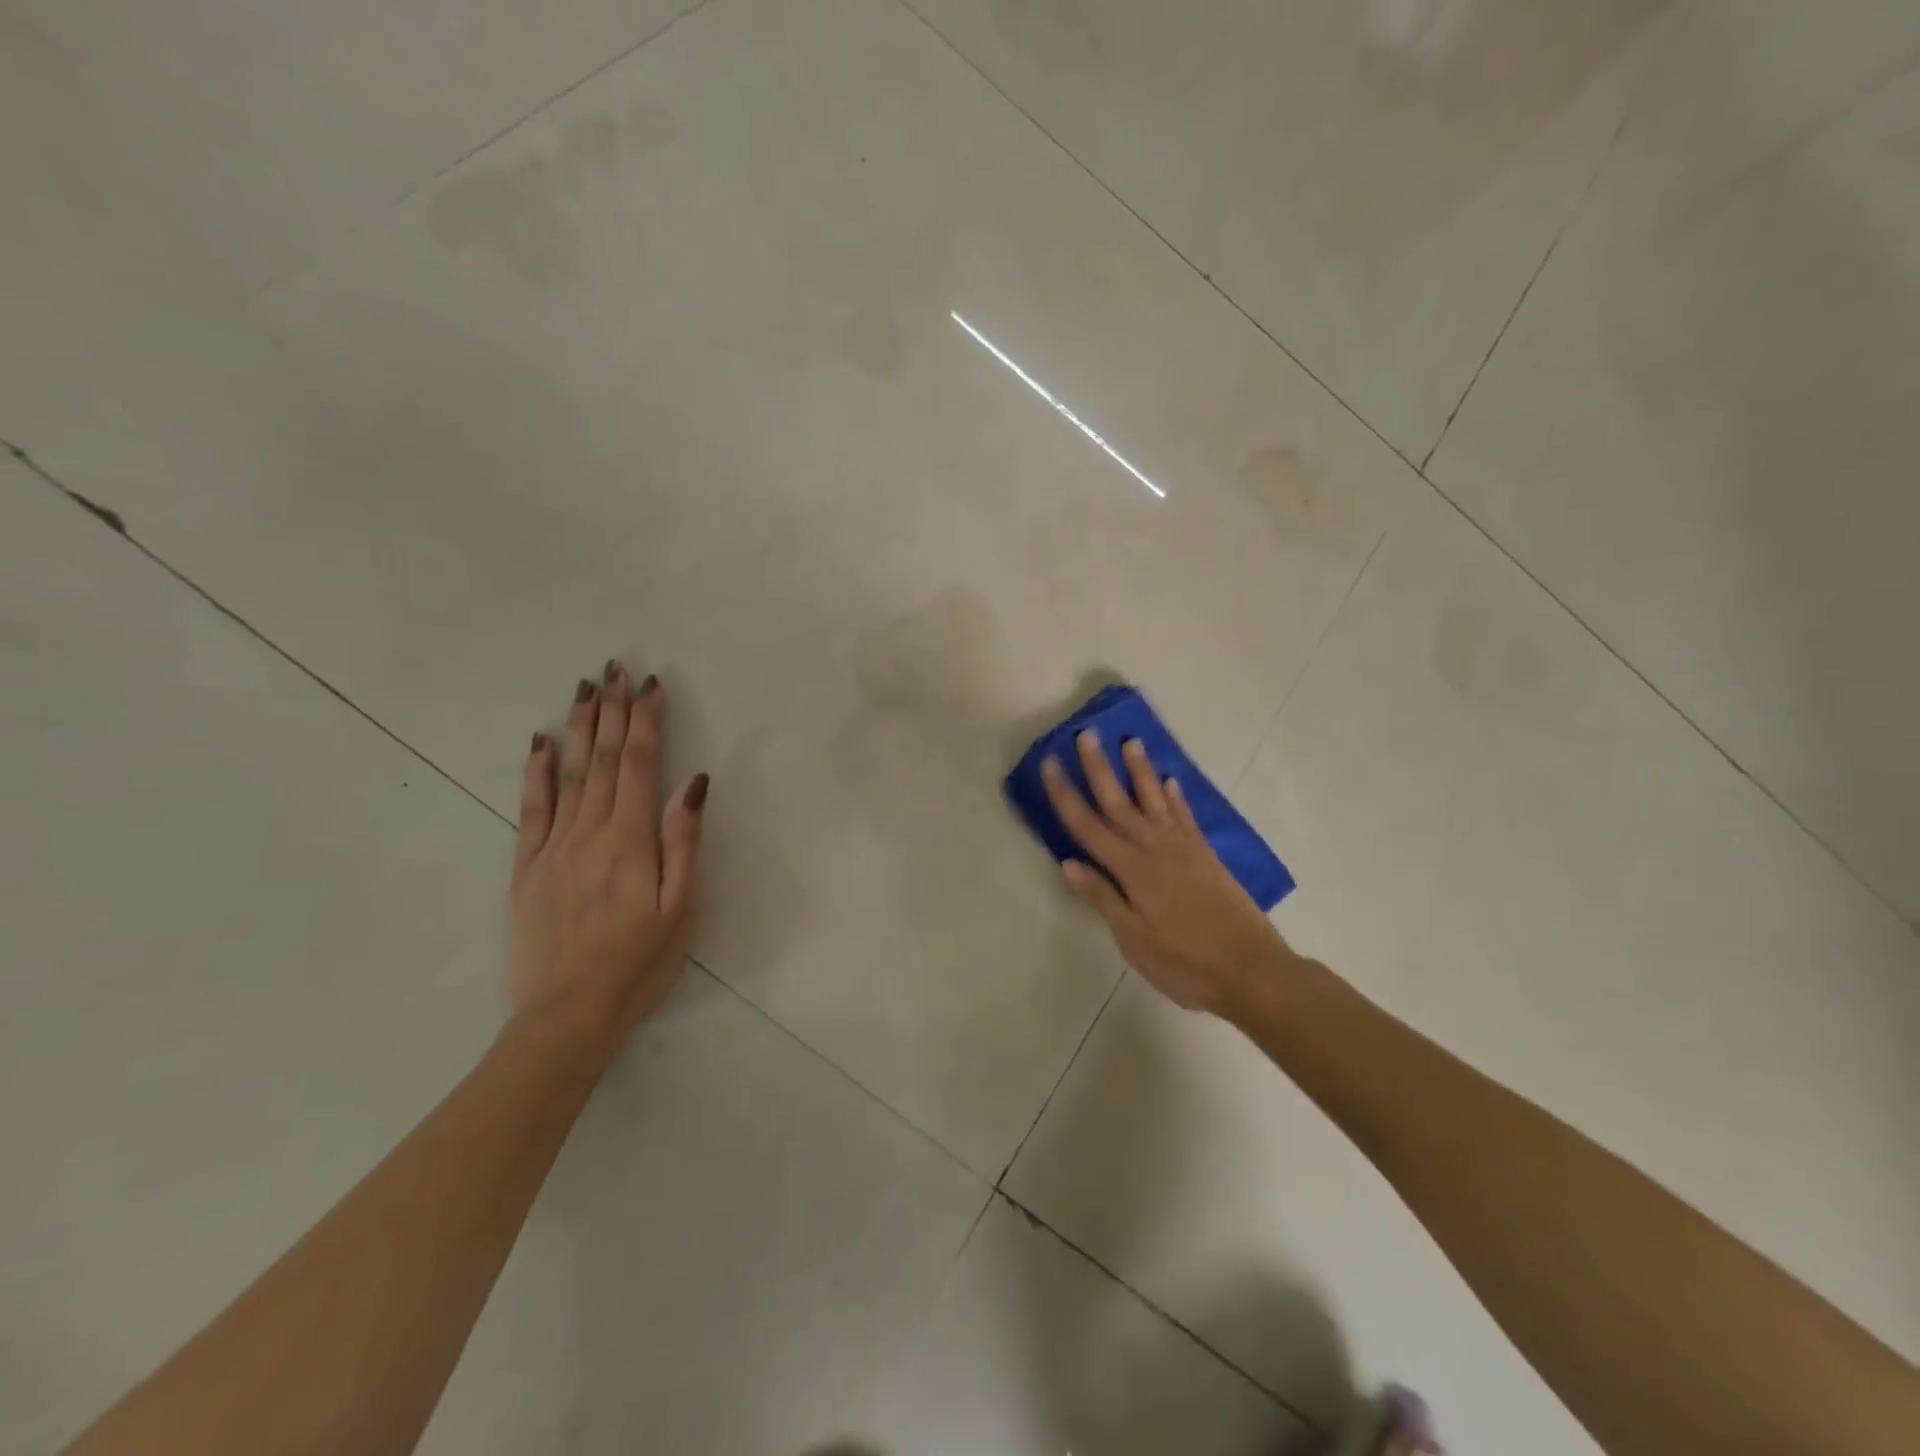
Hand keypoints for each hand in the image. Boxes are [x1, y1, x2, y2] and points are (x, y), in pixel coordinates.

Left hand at [507, 662, 707, 1045]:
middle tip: (615, 669)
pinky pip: (531, 808)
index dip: (645, 721)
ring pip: (567, 773)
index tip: (651, 684)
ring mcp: (552, 847)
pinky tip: (538, 741)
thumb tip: (693, 784)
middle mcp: (589, 832)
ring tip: (585, 688)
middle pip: (601, 759)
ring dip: (578, 727)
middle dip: (612, 710)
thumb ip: (684, 842)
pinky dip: (535, 770)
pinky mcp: (527, 867)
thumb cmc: (638, 963)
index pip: (638, 764)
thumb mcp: (681, 908)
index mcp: (630, 840)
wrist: (567, 1015)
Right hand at [1042, 730, 1288, 1015]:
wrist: (1252, 970)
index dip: (1065, 794)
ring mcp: (1185, 850)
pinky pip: (1186, 817)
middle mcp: (1156, 849)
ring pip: (1155, 800)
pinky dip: (1176, 797)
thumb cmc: (1185, 963)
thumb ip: (1102, 897)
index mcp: (1132, 870)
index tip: (1050, 763)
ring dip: (1140, 771)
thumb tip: (1069, 862)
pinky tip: (1171, 781)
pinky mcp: (1207, 856)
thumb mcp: (1133, 939)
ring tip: (1131, 741)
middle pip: (1120, 802)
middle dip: (1099, 768)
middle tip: (1086, 734)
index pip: (1088, 826)